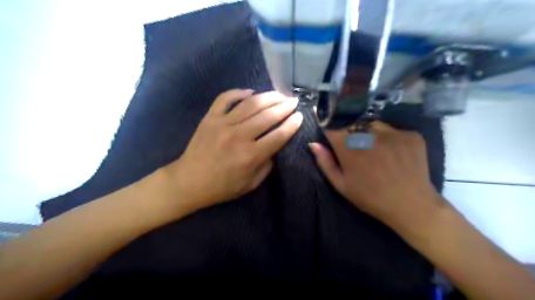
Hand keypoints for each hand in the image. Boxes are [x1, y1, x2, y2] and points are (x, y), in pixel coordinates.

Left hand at [165, 89, 302, 210]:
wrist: (189, 182)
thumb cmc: (222, 187)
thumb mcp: (251, 184)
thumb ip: (267, 165)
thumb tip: (275, 146)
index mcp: (251, 155)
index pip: (279, 135)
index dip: (292, 124)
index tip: (299, 116)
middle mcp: (239, 136)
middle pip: (268, 115)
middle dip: (284, 106)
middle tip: (293, 101)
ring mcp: (223, 124)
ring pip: (251, 104)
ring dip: (268, 96)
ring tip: (279, 94)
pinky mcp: (210, 118)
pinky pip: (225, 98)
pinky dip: (238, 92)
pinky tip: (250, 92)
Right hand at [309, 121, 442, 230]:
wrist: (410, 205)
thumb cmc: (370, 197)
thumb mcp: (341, 184)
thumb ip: (325, 162)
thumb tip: (313, 144)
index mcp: (349, 147)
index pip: (332, 124)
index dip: (327, 122)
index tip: (325, 121)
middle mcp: (369, 134)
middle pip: (353, 122)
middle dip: (349, 130)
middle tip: (355, 146)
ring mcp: (393, 132)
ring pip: (373, 124)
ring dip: (370, 133)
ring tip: (376, 149)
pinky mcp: (411, 134)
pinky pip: (393, 130)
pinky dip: (390, 138)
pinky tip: (394, 153)